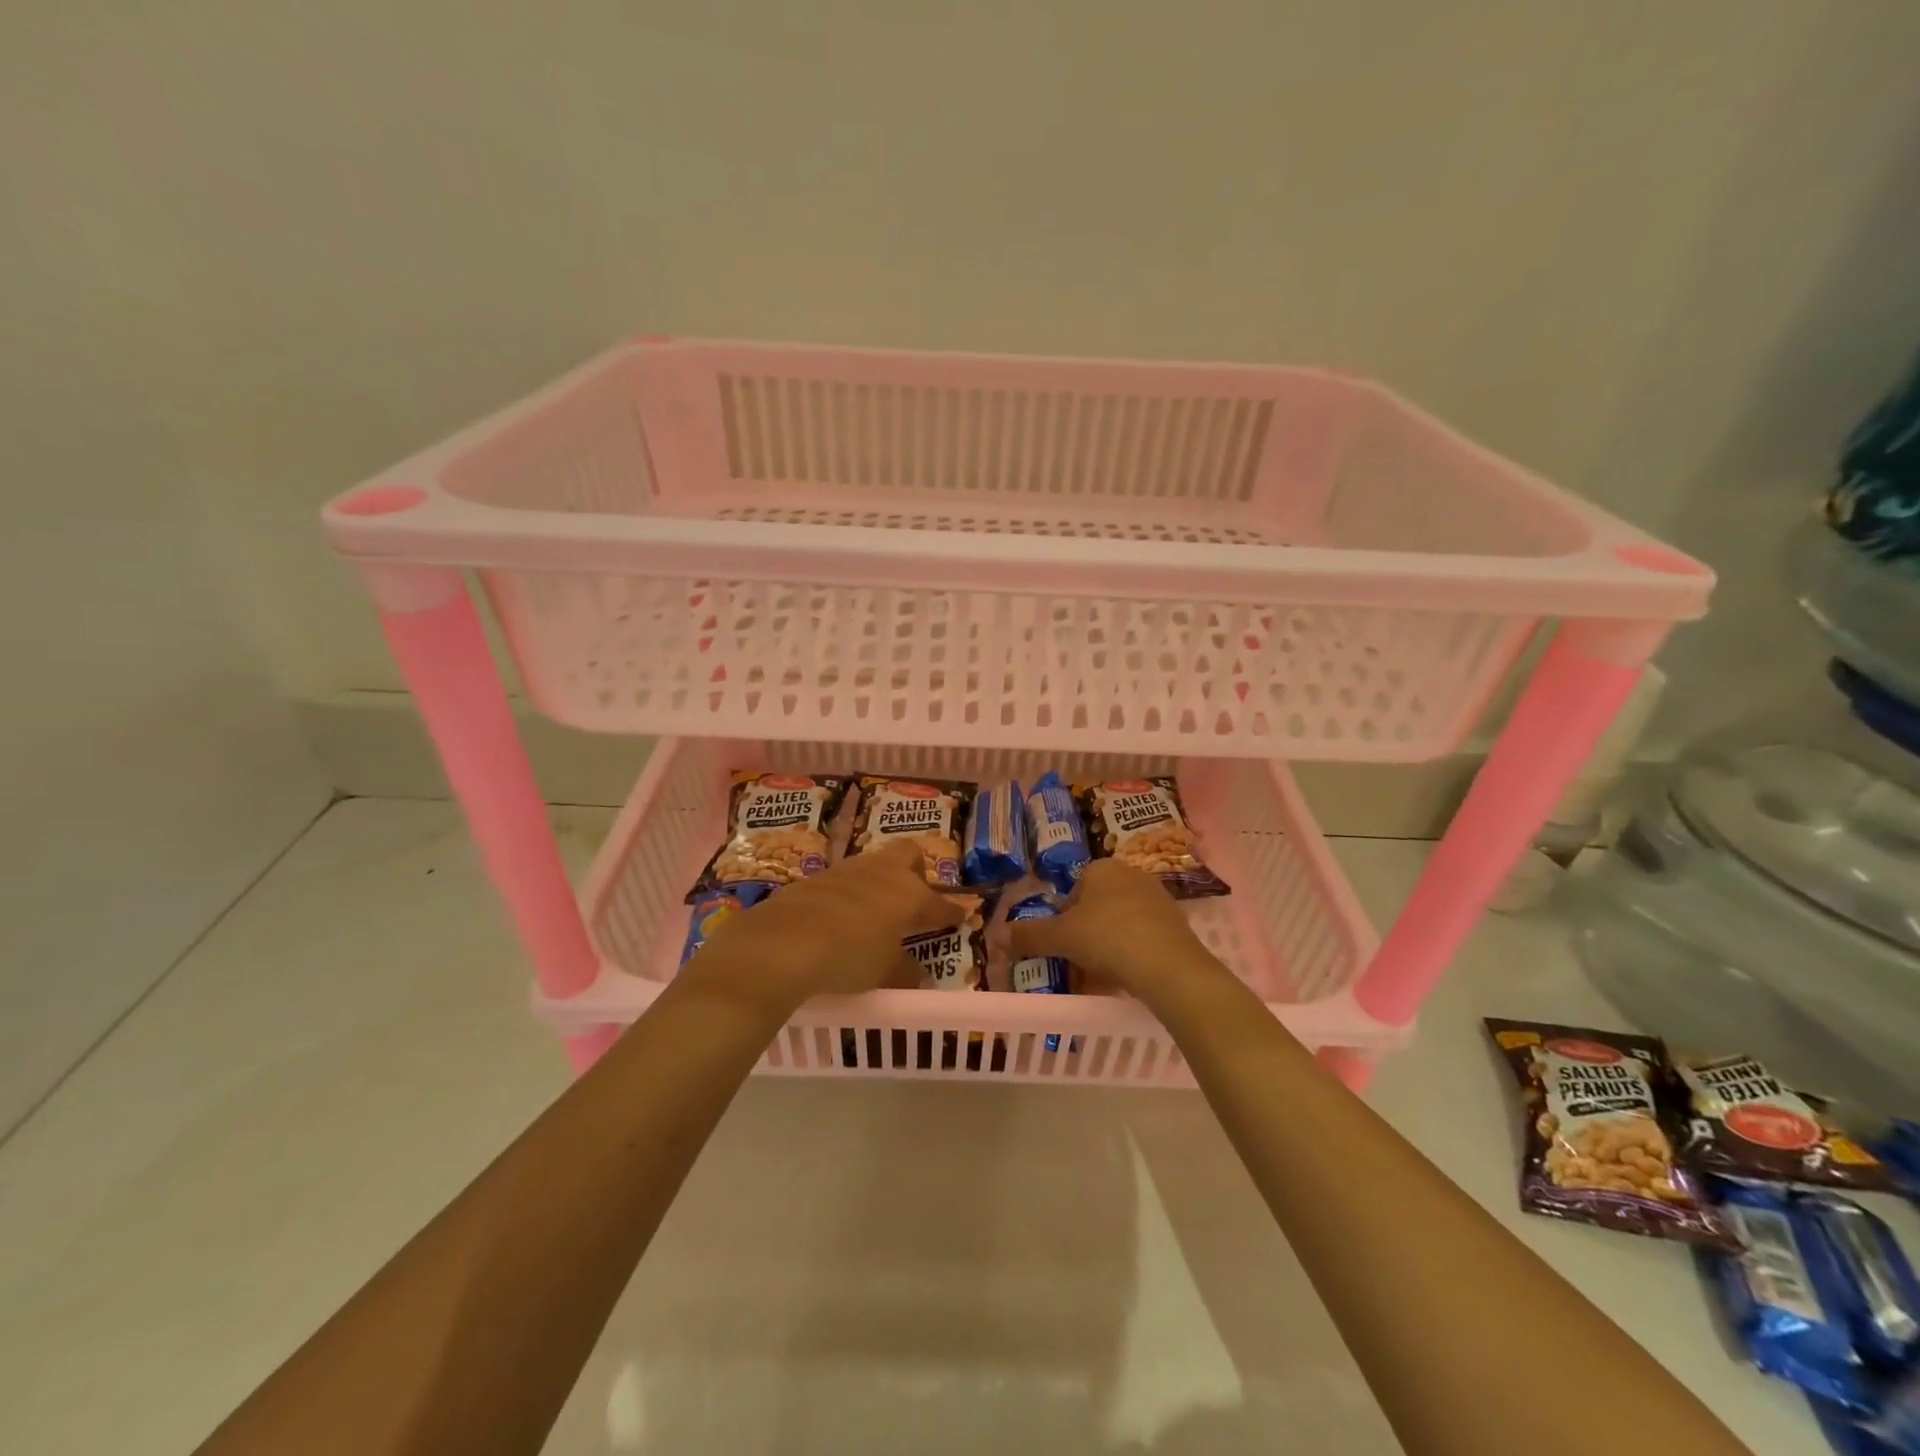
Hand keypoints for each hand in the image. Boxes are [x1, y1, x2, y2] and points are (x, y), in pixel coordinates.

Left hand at [686, 840, 961, 1006]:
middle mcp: (883, 873)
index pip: (940, 903)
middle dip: (916, 873)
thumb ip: (904, 970)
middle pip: (909, 856)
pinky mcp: (817, 878)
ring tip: (875, 912)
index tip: (959, 918)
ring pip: (875, 865)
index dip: (951, 913)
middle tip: (913, 901)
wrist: (782, 942)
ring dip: (880, 884)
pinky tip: (841, 918)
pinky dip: (850, 895)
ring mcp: (848, 870)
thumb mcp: (883, 972)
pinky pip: (845, 881)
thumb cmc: (848, 956)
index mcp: (910, 895)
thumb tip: (918, 975)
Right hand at [1006, 859, 1219, 1001]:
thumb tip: (993, 936)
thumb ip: (1028, 936)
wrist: (1168, 966)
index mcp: (1102, 868)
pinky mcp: (1177, 924)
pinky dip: (1132, 954)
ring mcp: (1158, 899)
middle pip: (1098, 905)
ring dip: (1109, 944)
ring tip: (1101, 974)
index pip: (1075, 887)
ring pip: (1121, 922)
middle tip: (1078, 960)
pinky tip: (1127, 977)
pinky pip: (1144, 936)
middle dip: (1087, 931)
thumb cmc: (1107, 938)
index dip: (1064, 916)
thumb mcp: (1060, 938)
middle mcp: (1132, 875)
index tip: (1062, 942)